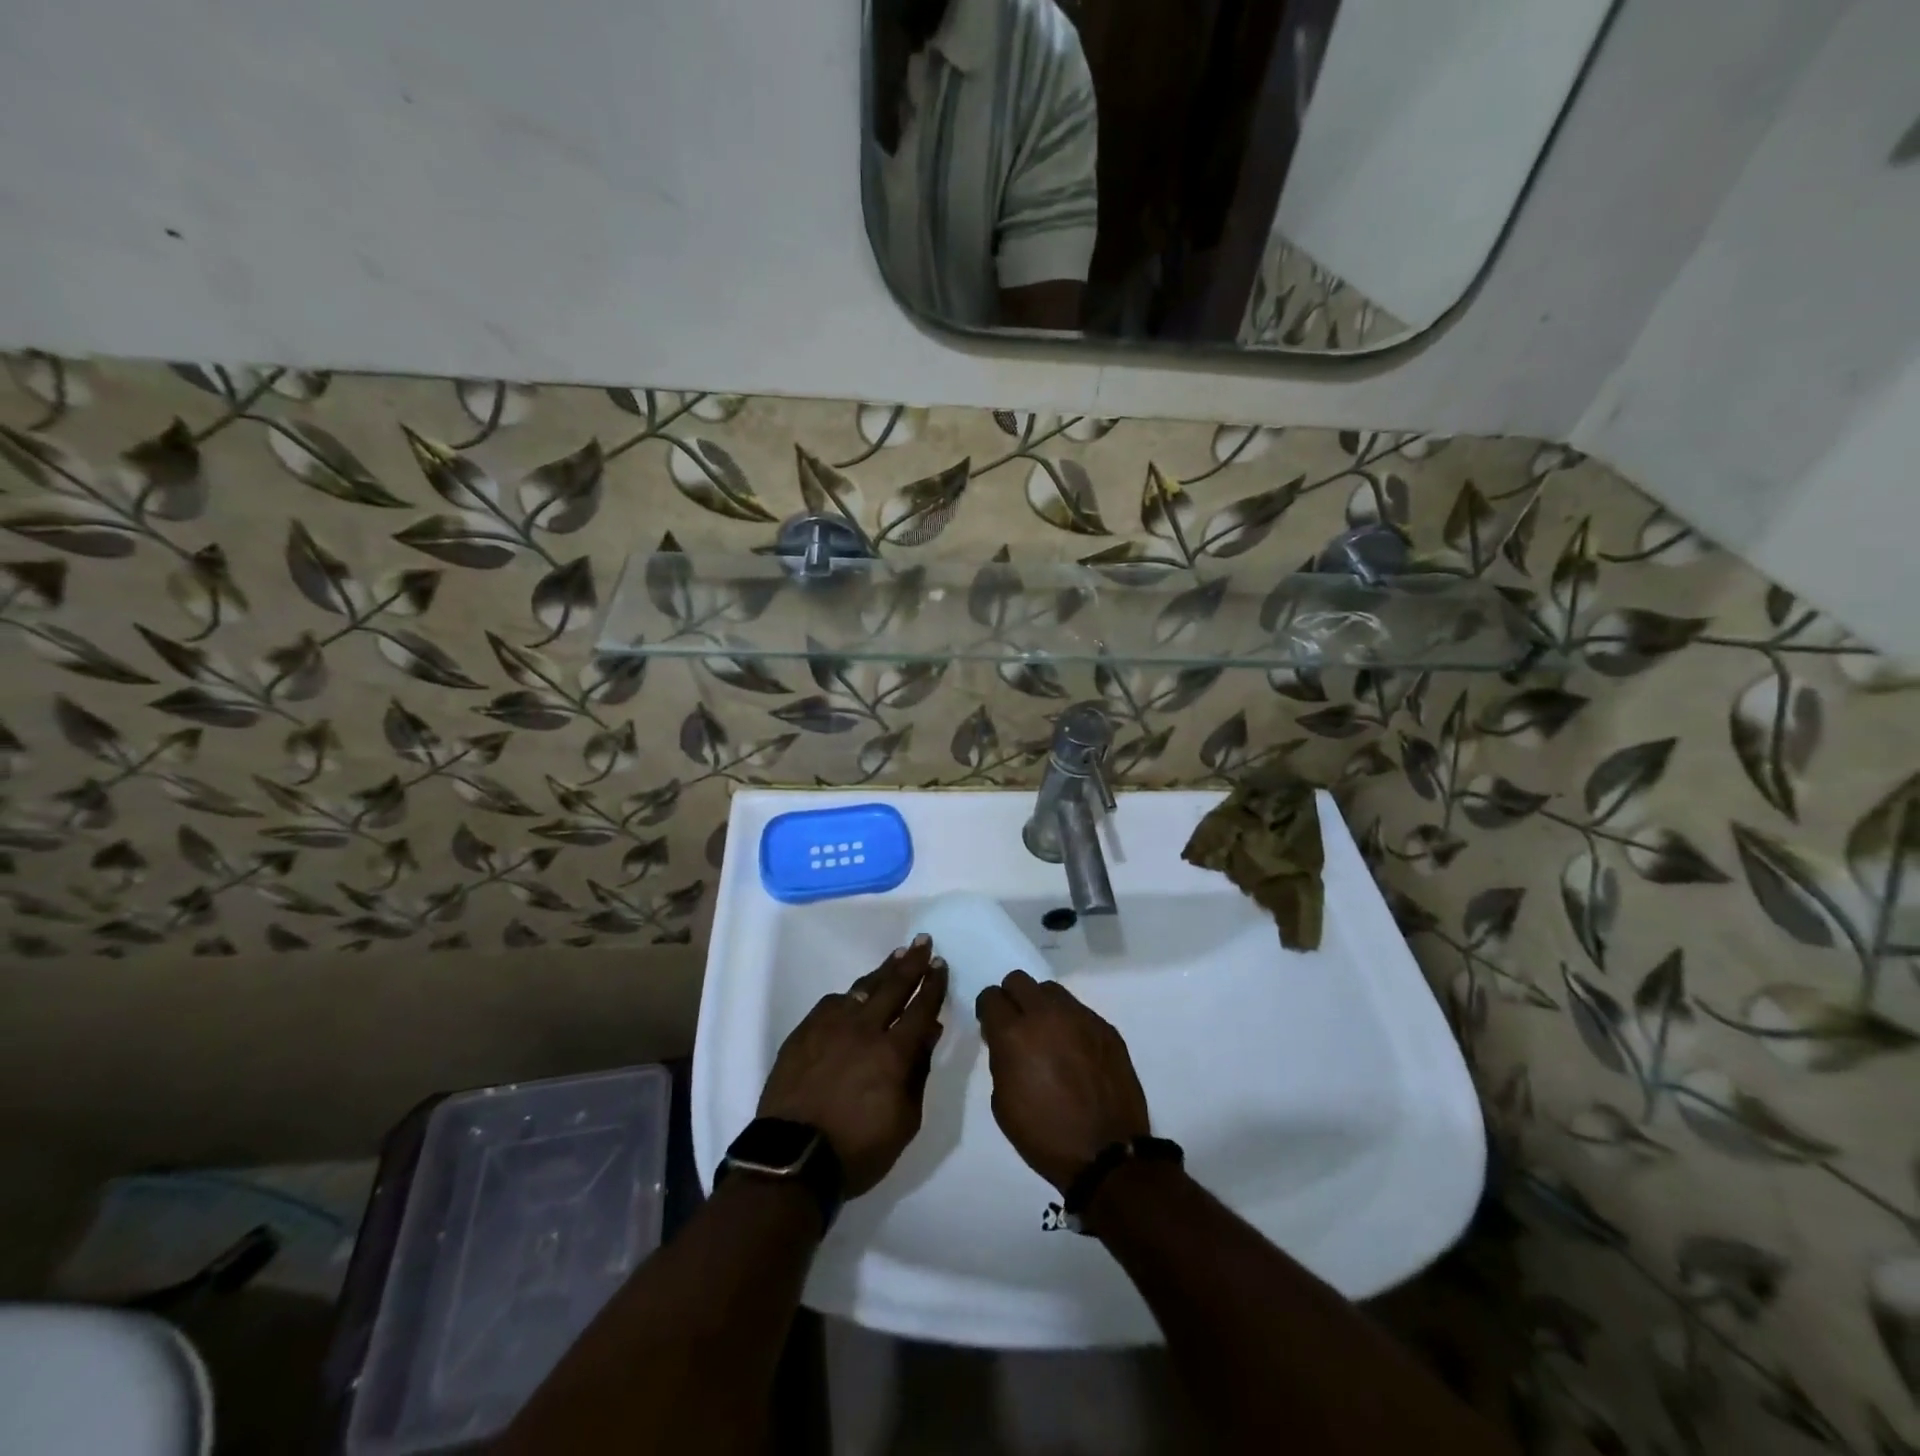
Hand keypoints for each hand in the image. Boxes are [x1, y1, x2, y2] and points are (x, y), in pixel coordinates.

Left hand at [759, 936, 948, 1196]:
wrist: (791, 1158)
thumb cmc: (857, 1149)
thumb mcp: (904, 1121)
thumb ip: (918, 1072)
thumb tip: (929, 1033)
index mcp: (893, 1052)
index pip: (920, 1008)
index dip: (933, 985)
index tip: (940, 964)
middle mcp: (864, 1029)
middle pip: (893, 987)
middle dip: (912, 962)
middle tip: (923, 941)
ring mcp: (830, 1026)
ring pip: (862, 989)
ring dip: (882, 971)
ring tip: (896, 955)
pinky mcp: (804, 1032)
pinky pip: (832, 1003)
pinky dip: (849, 996)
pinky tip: (854, 993)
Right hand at [975, 971, 1150, 1193]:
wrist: (1107, 1154)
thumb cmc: (1045, 1135)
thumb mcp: (1003, 1103)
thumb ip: (1001, 1060)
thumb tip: (1006, 1042)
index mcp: (1014, 1034)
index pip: (990, 996)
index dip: (988, 1011)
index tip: (991, 1027)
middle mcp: (1046, 1015)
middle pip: (1019, 980)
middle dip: (1012, 998)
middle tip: (1017, 1025)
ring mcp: (1080, 1017)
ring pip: (1051, 990)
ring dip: (1042, 1006)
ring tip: (1048, 1035)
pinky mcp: (1106, 1027)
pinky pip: (1079, 1010)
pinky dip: (1070, 1023)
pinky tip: (1075, 1051)